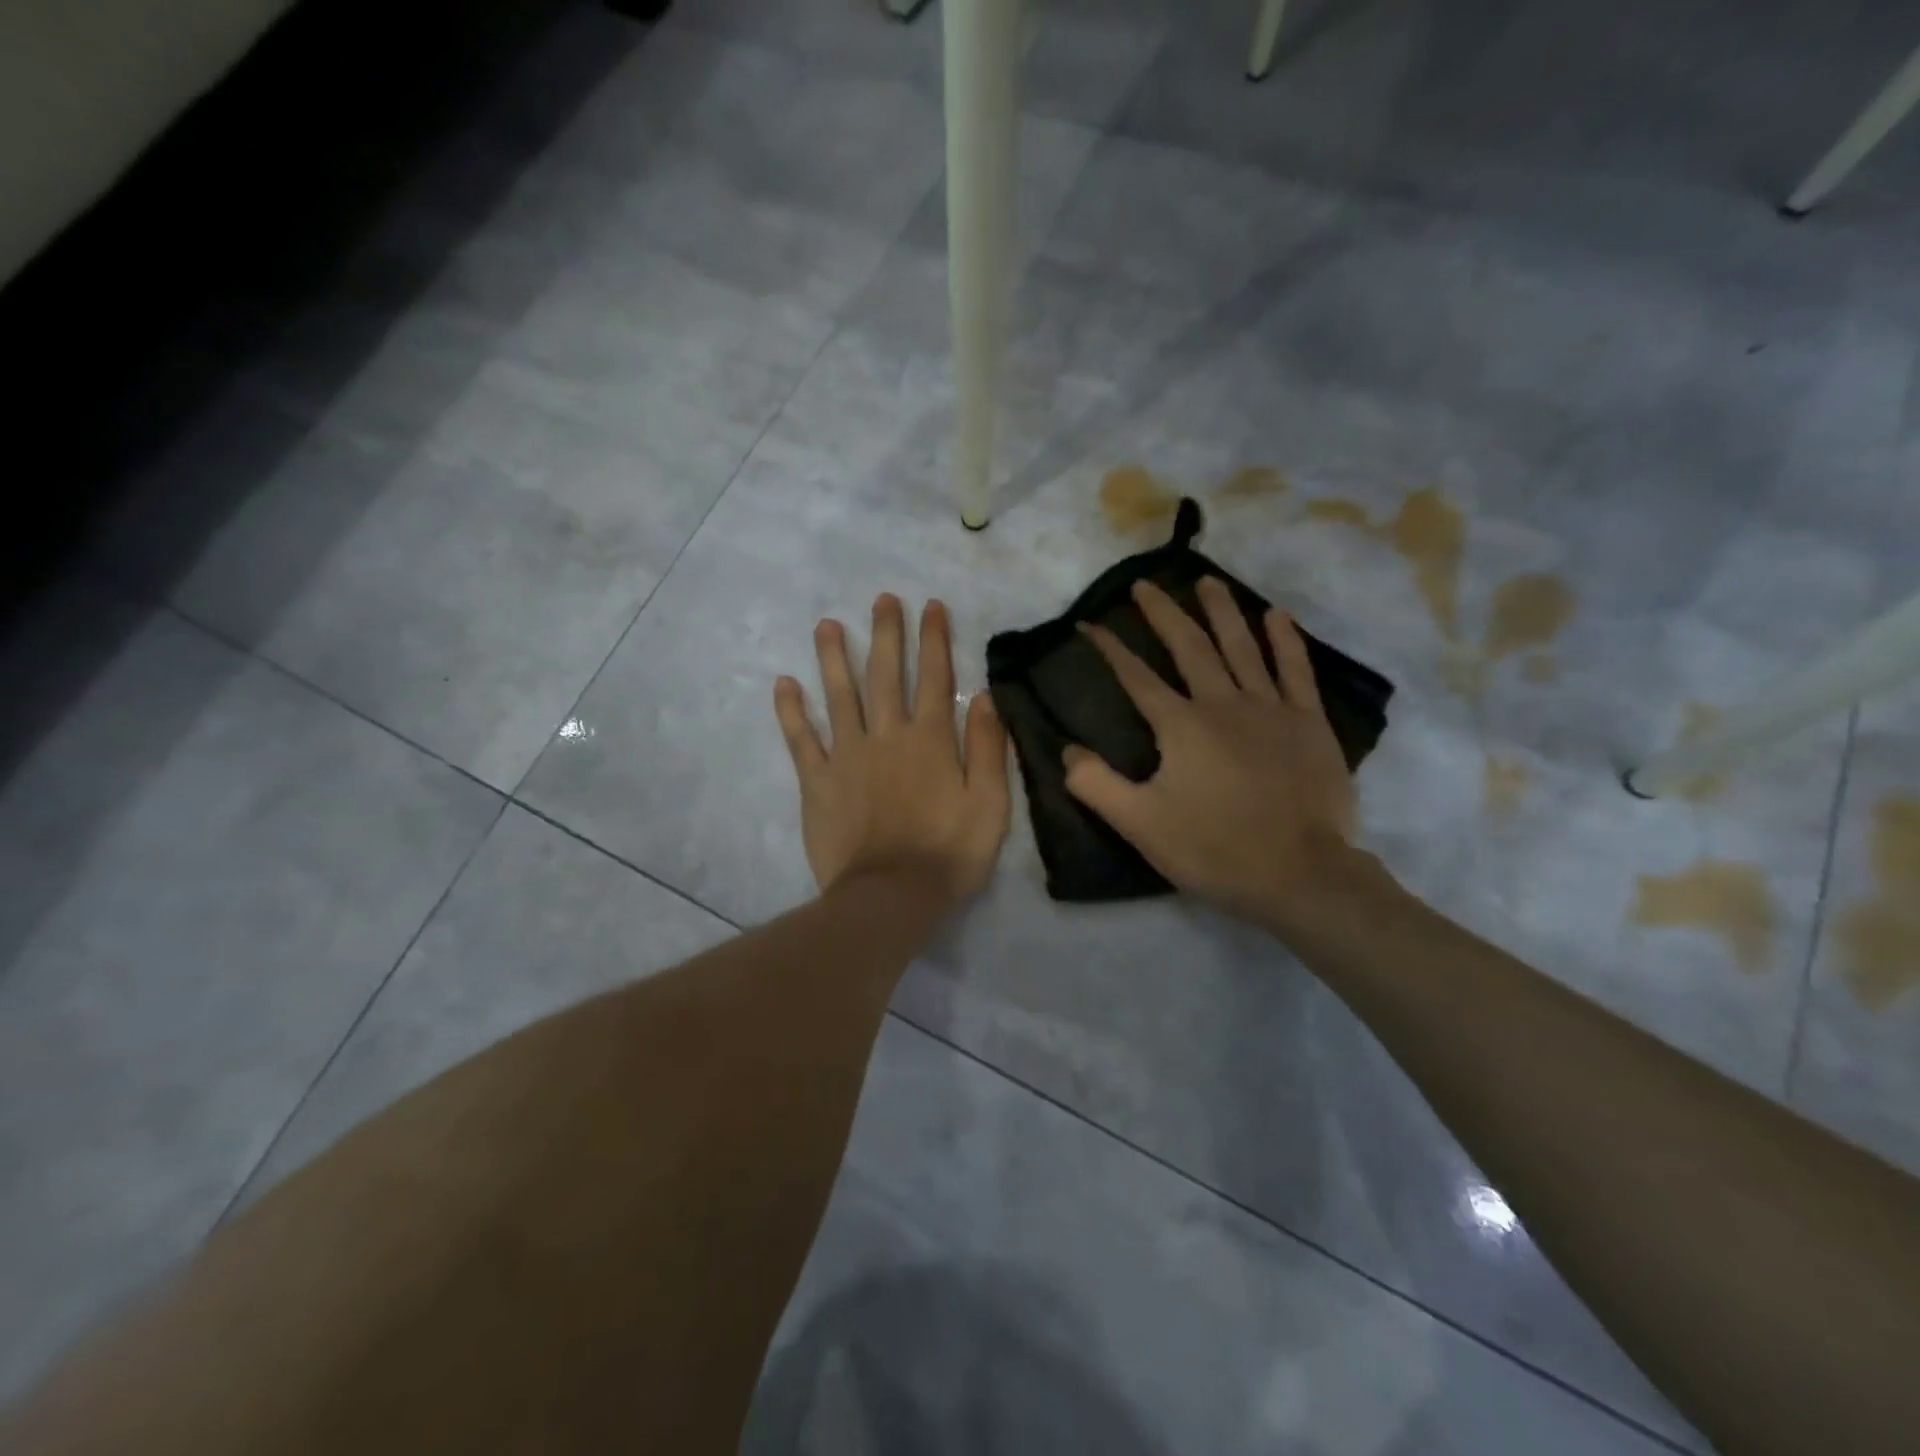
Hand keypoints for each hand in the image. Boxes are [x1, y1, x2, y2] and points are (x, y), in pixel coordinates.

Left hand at [775, 595, 1010, 905]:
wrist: (891, 896)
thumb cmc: (949, 853)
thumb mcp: (990, 804)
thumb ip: (989, 748)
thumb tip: (986, 697)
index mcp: (930, 740)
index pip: (935, 678)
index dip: (933, 640)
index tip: (930, 606)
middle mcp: (887, 736)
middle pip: (885, 675)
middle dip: (885, 634)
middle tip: (882, 599)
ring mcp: (847, 756)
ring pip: (839, 696)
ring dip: (833, 658)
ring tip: (827, 625)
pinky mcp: (817, 782)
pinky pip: (801, 740)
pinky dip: (791, 711)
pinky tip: (783, 683)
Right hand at [1064, 577, 1364, 932]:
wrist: (1300, 874)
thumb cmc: (1215, 849)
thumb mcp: (1140, 824)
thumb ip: (1096, 785)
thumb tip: (1066, 750)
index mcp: (1181, 726)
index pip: (1136, 677)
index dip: (1110, 649)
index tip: (1089, 624)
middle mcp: (1223, 704)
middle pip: (1189, 647)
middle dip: (1163, 613)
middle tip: (1144, 585)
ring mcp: (1271, 709)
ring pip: (1242, 646)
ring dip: (1221, 611)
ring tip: (1206, 580)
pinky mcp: (1309, 723)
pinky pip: (1296, 670)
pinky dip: (1285, 640)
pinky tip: (1275, 615)